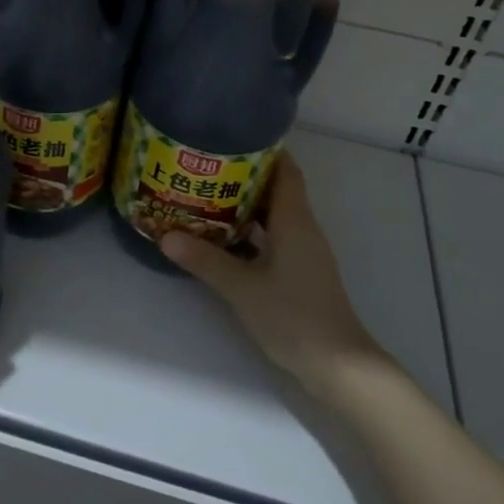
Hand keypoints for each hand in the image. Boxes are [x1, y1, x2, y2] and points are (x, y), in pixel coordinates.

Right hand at [160, 152, 386, 402]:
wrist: (338, 366)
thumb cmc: (294, 316)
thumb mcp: (242, 287)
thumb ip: (205, 260)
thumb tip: (165, 236)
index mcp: (294, 220)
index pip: (285, 170)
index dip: (262, 150)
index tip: (229, 137)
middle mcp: (302, 228)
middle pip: (276, 189)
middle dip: (243, 175)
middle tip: (204, 166)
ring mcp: (302, 252)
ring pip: (273, 215)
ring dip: (244, 204)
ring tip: (205, 195)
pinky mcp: (299, 272)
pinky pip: (273, 238)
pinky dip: (250, 231)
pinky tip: (221, 237)